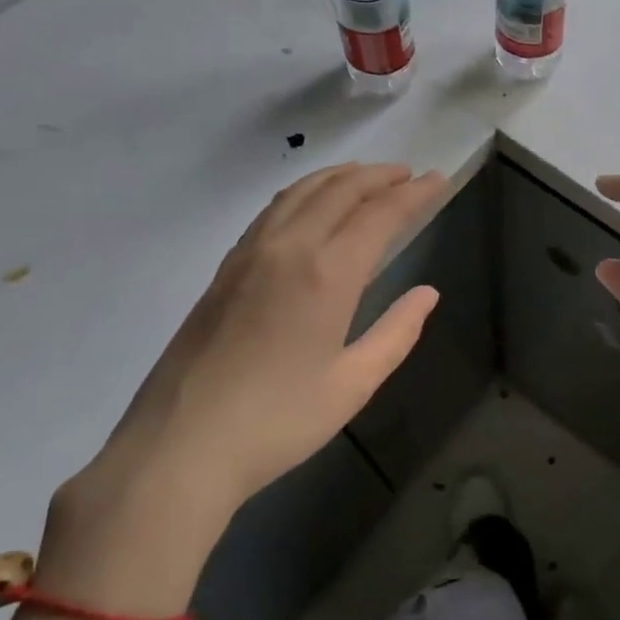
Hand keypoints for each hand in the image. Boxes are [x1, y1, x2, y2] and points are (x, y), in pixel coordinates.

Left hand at [45, 164, 443, 602]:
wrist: (180, 446)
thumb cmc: (278, 421)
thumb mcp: (353, 384)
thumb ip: (396, 333)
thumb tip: (427, 294)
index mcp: (327, 274)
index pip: (379, 214)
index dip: (414, 194)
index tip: (438, 179)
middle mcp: (288, 248)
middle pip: (339, 190)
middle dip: (379, 175)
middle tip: (409, 173)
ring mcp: (250, 254)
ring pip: (300, 192)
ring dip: (339, 177)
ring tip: (367, 177)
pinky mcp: (225, 269)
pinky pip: (273, 210)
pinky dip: (303, 193)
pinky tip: (310, 204)